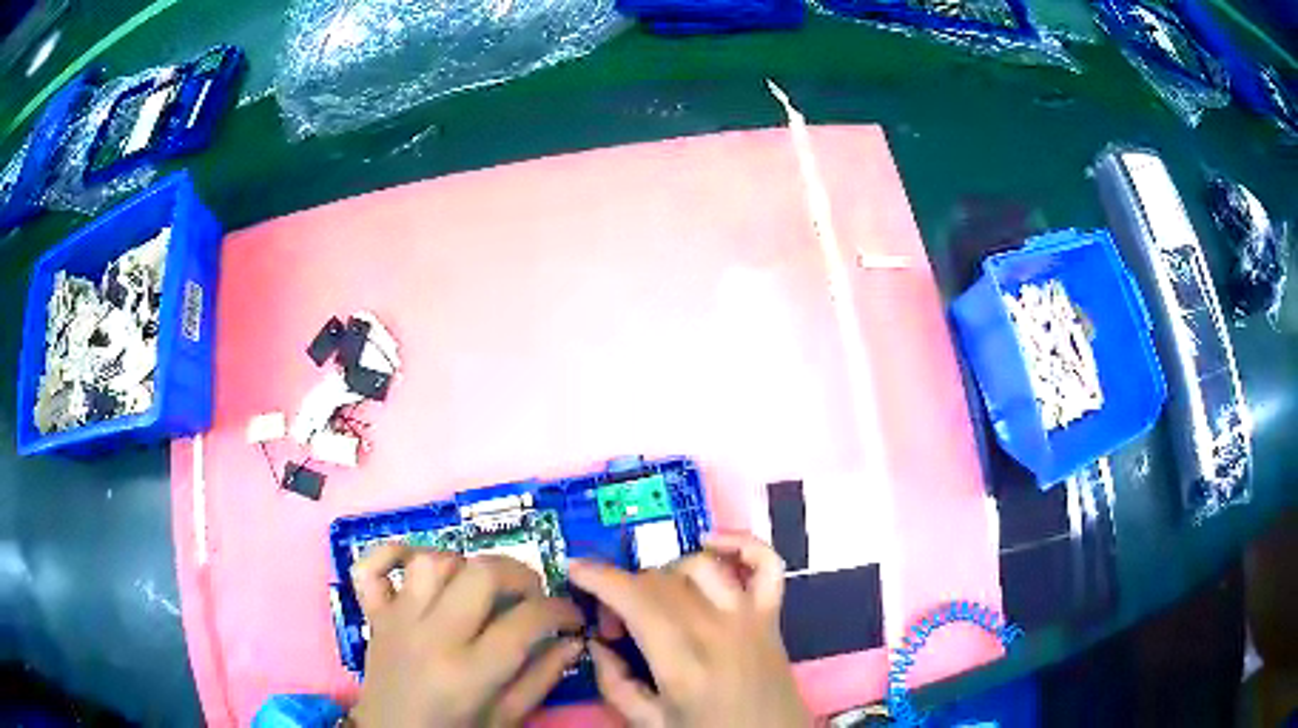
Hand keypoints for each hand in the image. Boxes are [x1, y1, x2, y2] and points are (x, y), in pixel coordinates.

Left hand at [348, 546, 584, 727]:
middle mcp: (432, 636)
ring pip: (432, 561)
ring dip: (464, 565)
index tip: (571, 617)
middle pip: (481, 574)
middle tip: (532, 594)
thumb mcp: (506, 719)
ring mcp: (397, 619)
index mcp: (470, 672)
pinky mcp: (373, 613)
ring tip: (479, 587)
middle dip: (519, 575)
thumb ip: (541, 679)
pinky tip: (416, 563)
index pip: (527, 620)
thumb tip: (573, 641)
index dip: (560, 611)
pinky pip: (370, 566)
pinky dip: (391, 552)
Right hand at [570, 533, 809, 727]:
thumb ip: (614, 683)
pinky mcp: (773, 615)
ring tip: (654, 603)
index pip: (635, 599)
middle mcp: (718, 629)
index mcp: (683, 662)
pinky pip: (766, 562)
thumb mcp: (650, 723)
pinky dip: (741, 543)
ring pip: (701, 565)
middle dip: (623, 588)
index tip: (573, 568)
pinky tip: (711, 543)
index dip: (599, 577)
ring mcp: (751, 617)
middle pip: (661, 581)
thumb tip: (596, 642)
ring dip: (666, 574)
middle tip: (613, 624)